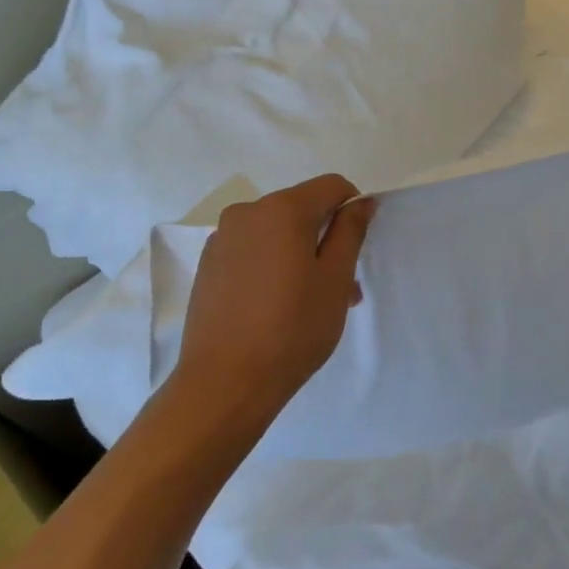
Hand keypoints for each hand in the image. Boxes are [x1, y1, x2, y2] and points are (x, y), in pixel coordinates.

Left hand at [172, 175, 375, 418]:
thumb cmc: (292, 328)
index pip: (332, 186)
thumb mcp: (335, 279)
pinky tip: (277, 307)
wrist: (225, 381)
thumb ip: (350, 232)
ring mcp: (222, 239)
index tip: (358, 249)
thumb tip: (360, 202)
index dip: (353, 209)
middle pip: (301, 209)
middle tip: (343, 288)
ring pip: (276, 233)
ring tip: (312, 304)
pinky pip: (252, 251)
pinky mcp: (208, 265)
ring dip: (301, 256)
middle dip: (327, 239)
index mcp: (282, 209)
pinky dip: (273, 266)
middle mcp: (247, 213)